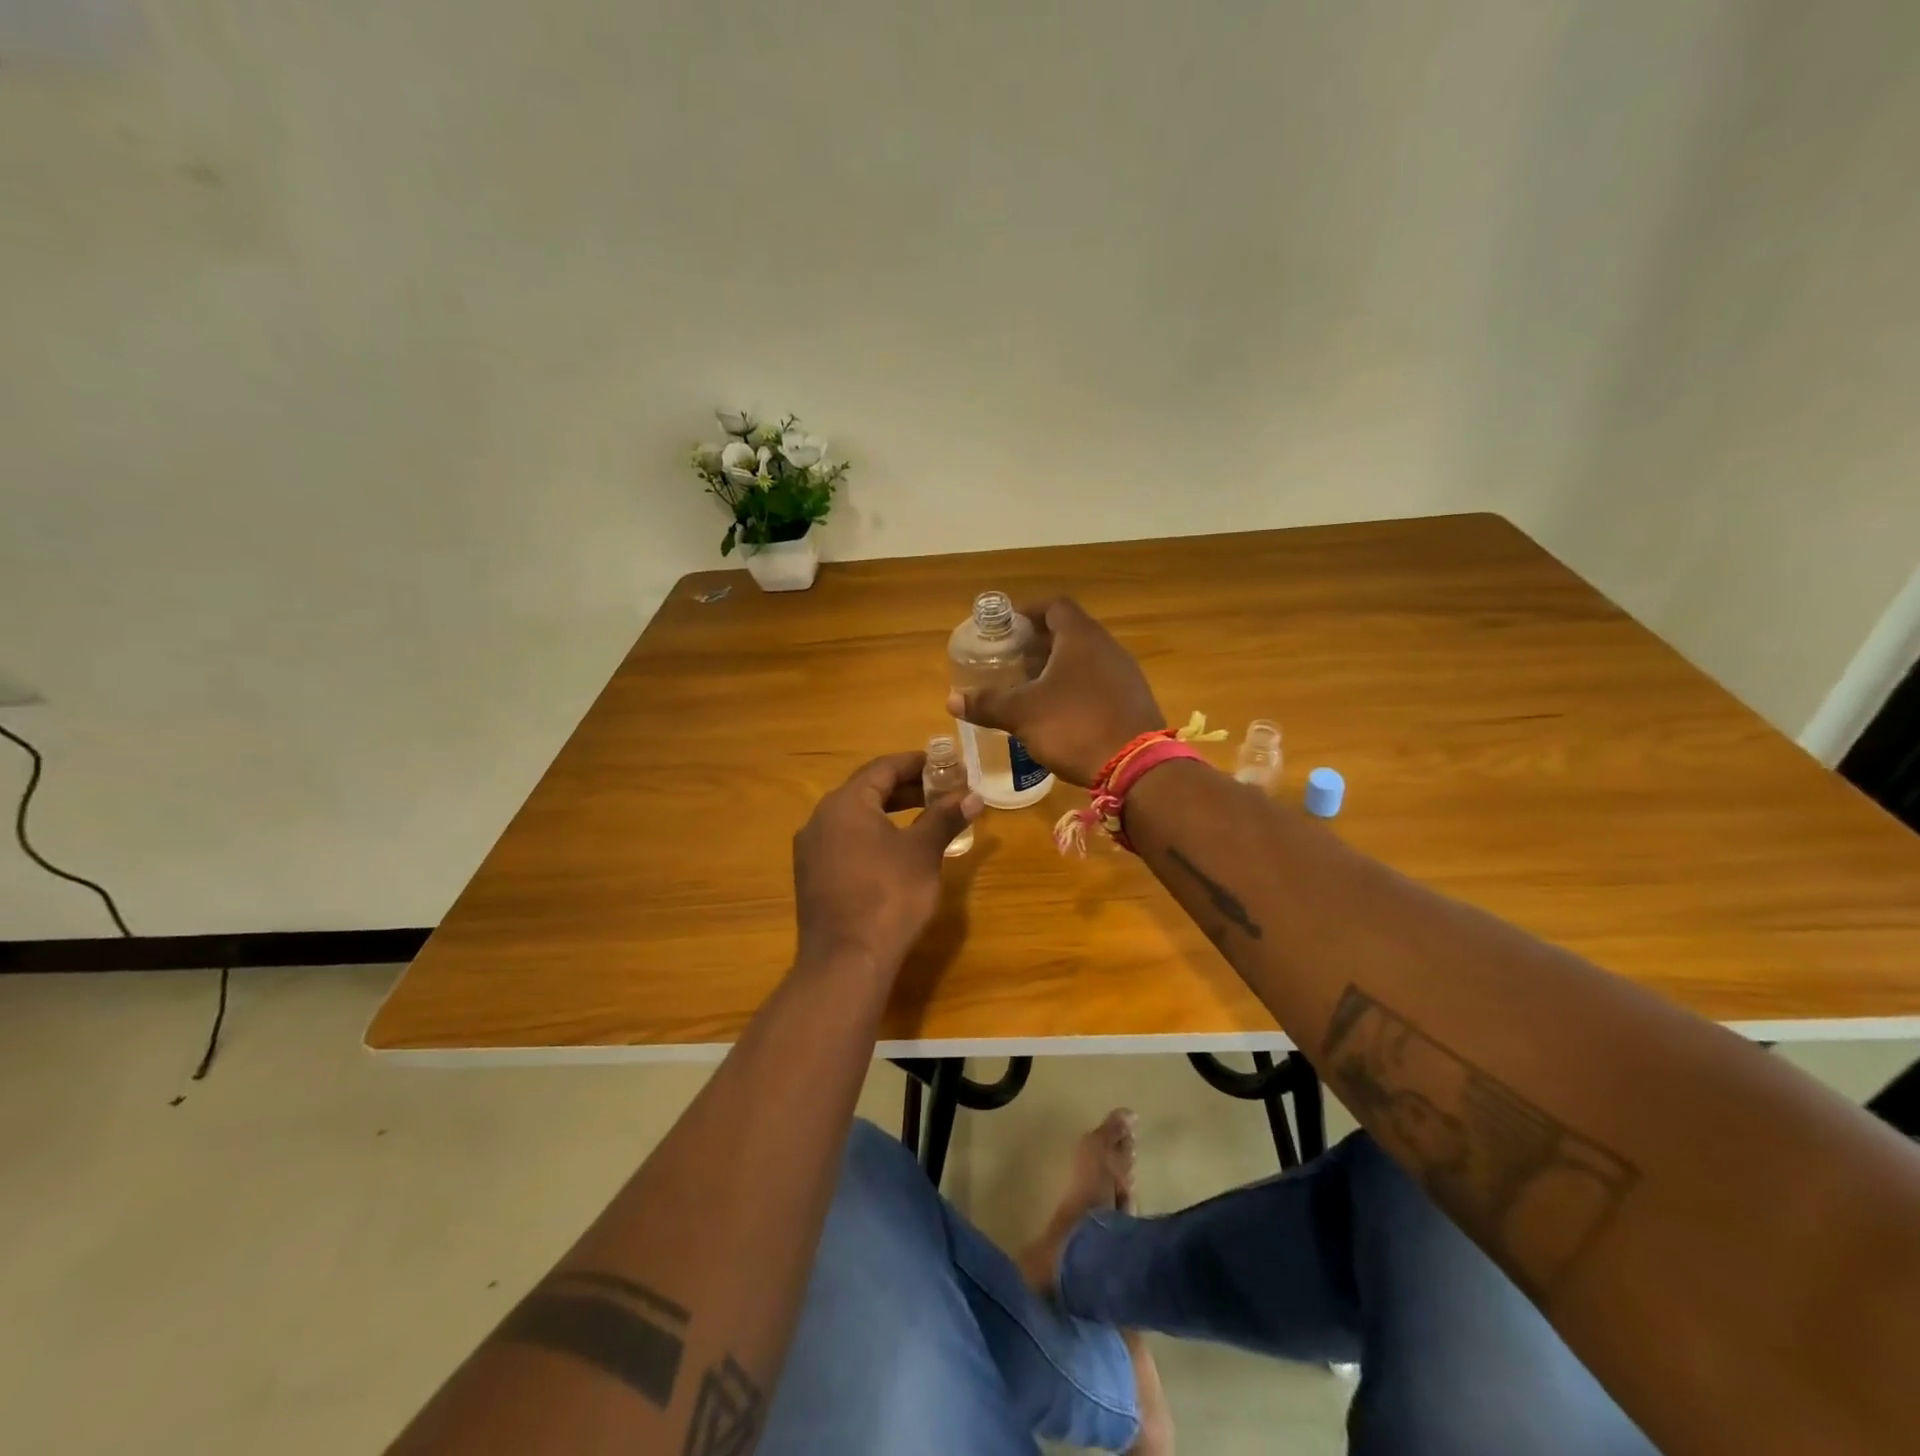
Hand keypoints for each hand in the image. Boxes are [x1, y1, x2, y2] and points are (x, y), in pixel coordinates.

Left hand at [793, 752, 982, 974]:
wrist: (846, 961)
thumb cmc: (889, 896)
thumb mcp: (923, 853)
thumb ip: (945, 818)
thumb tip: (973, 796)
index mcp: (845, 803)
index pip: (882, 768)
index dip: (915, 763)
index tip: (943, 764)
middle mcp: (820, 819)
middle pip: (866, 791)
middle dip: (905, 789)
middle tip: (940, 791)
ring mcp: (811, 850)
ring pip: (855, 819)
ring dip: (889, 813)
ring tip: (924, 819)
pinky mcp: (811, 877)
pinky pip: (845, 842)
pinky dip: (872, 837)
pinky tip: (895, 852)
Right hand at [947, 598, 1163, 786]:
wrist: (1135, 767)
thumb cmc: (1074, 726)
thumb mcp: (1022, 715)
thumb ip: (987, 703)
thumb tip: (952, 699)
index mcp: (1080, 637)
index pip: (1054, 606)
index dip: (1028, 611)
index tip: (1006, 626)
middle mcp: (1107, 647)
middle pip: (1069, 632)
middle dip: (1038, 643)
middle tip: (1011, 659)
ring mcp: (1124, 673)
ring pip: (1084, 659)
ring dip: (1057, 667)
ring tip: (1029, 686)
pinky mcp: (1132, 700)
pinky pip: (1098, 682)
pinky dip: (1075, 687)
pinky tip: (1059, 711)